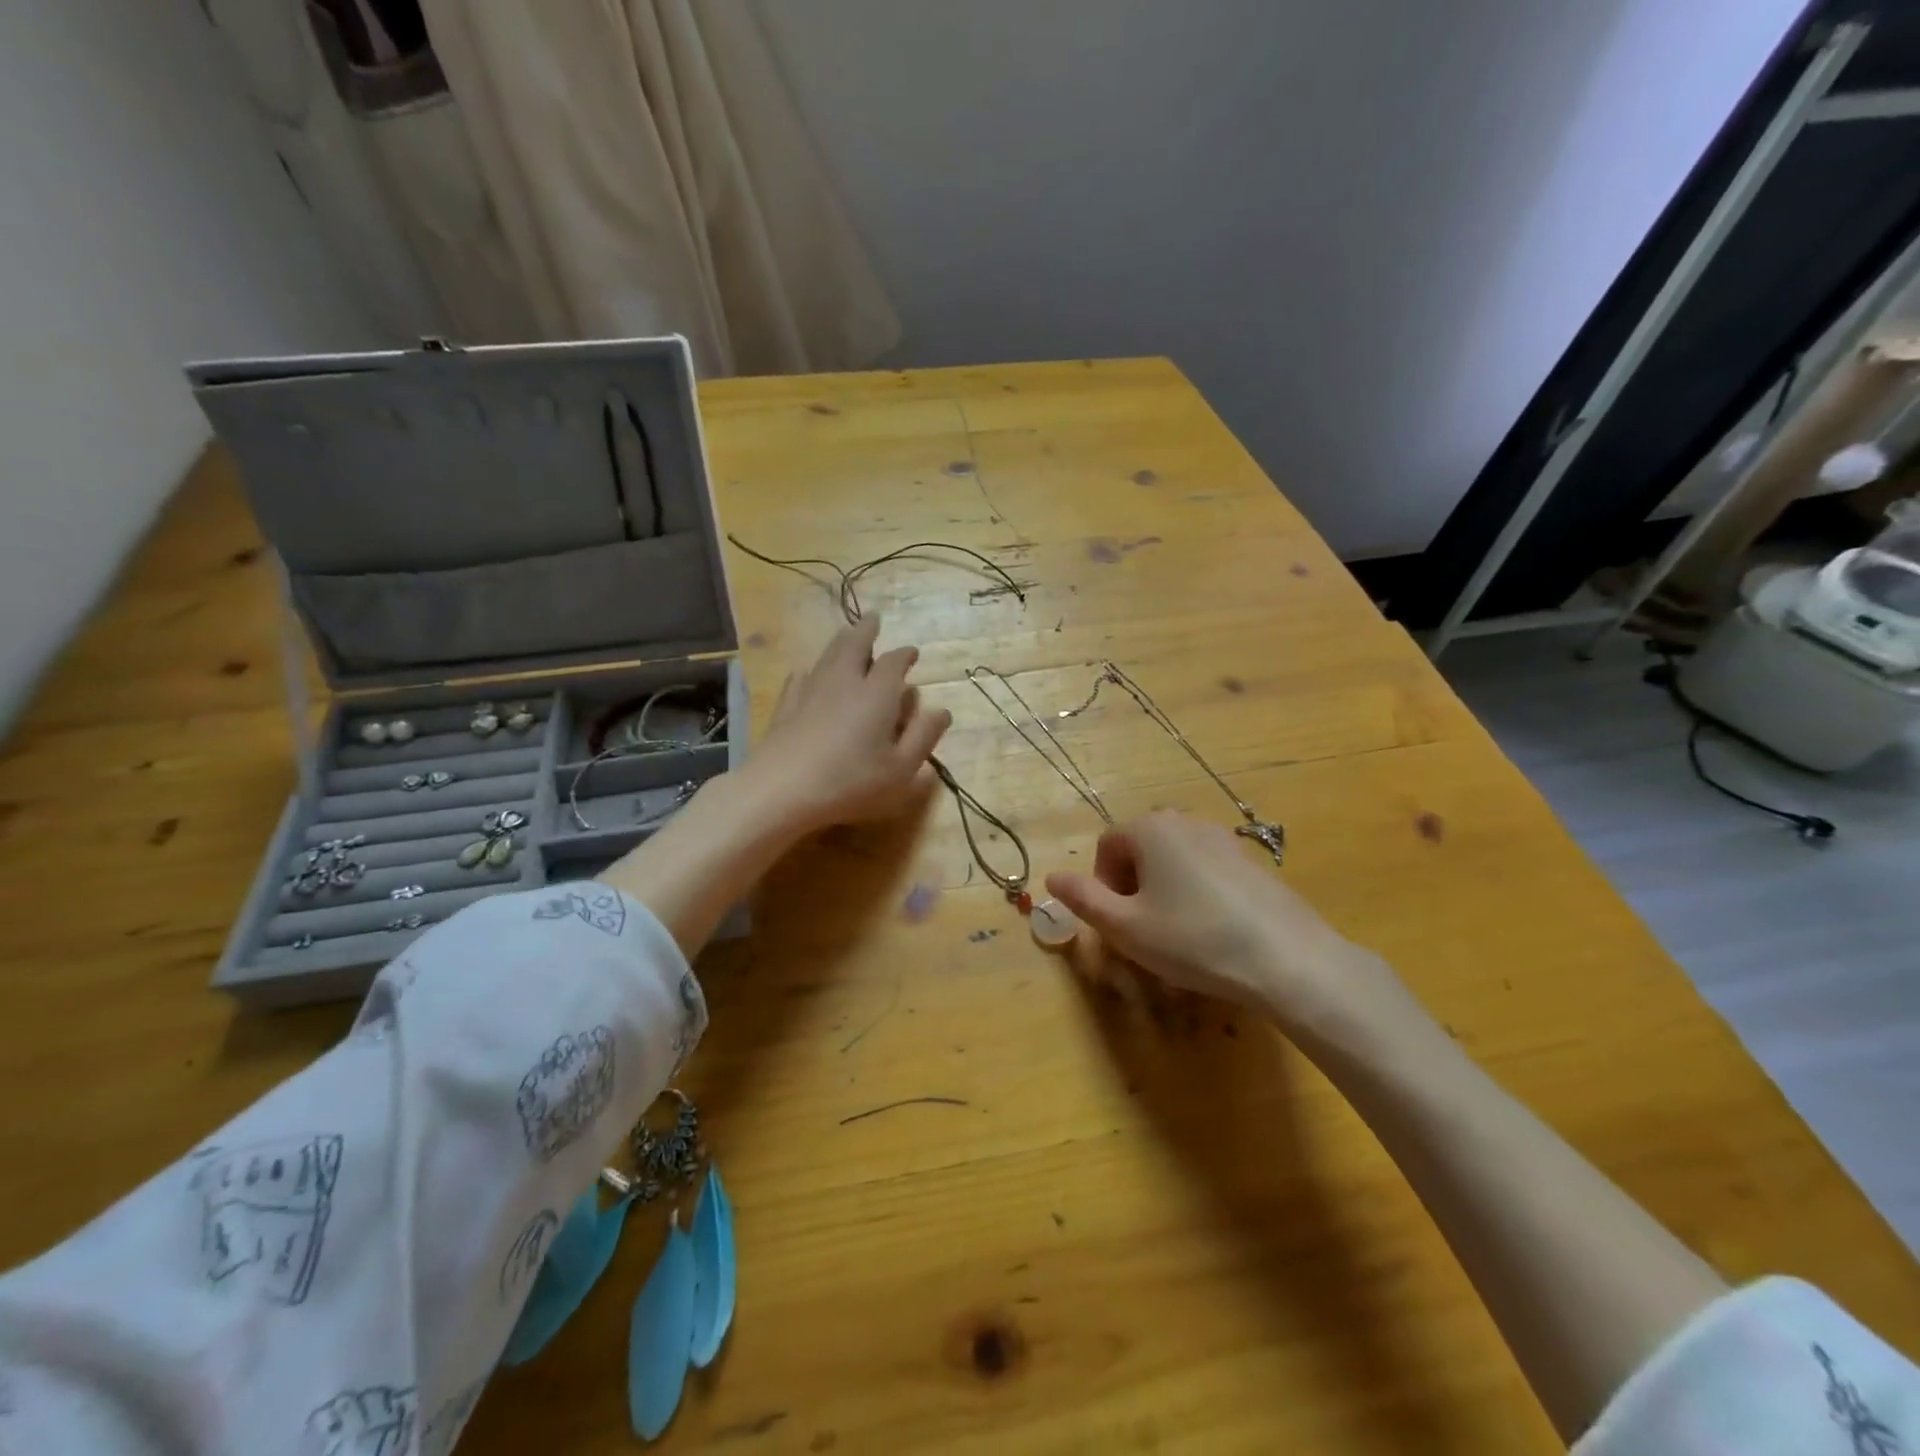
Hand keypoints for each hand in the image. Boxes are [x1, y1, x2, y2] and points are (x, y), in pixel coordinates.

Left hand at [742, 616, 951, 835]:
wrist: (781, 789)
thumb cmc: (850, 781)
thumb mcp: (901, 769)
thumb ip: (923, 737)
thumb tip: (942, 711)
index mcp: (878, 694)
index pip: (894, 663)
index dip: (904, 655)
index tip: (912, 653)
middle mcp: (845, 682)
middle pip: (855, 645)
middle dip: (867, 630)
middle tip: (873, 619)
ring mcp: (811, 690)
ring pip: (828, 655)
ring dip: (841, 642)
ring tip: (846, 635)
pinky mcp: (786, 706)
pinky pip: (801, 676)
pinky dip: (811, 669)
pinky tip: (807, 672)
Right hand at [1045, 810, 1421, 1046]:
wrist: (1286, 958)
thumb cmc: (1192, 939)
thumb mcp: (1125, 927)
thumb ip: (1084, 899)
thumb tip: (1052, 877)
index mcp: (1150, 828)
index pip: (1107, 845)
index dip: (1101, 884)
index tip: (1115, 923)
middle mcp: (1184, 821)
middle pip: (1140, 849)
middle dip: (1131, 887)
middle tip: (1141, 931)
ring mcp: (1222, 838)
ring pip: (1173, 861)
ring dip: (1162, 891)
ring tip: (1175, 934)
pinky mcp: (1251, 860)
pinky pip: (1206, 871)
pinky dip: (1195, 894)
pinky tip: (1210, 931)